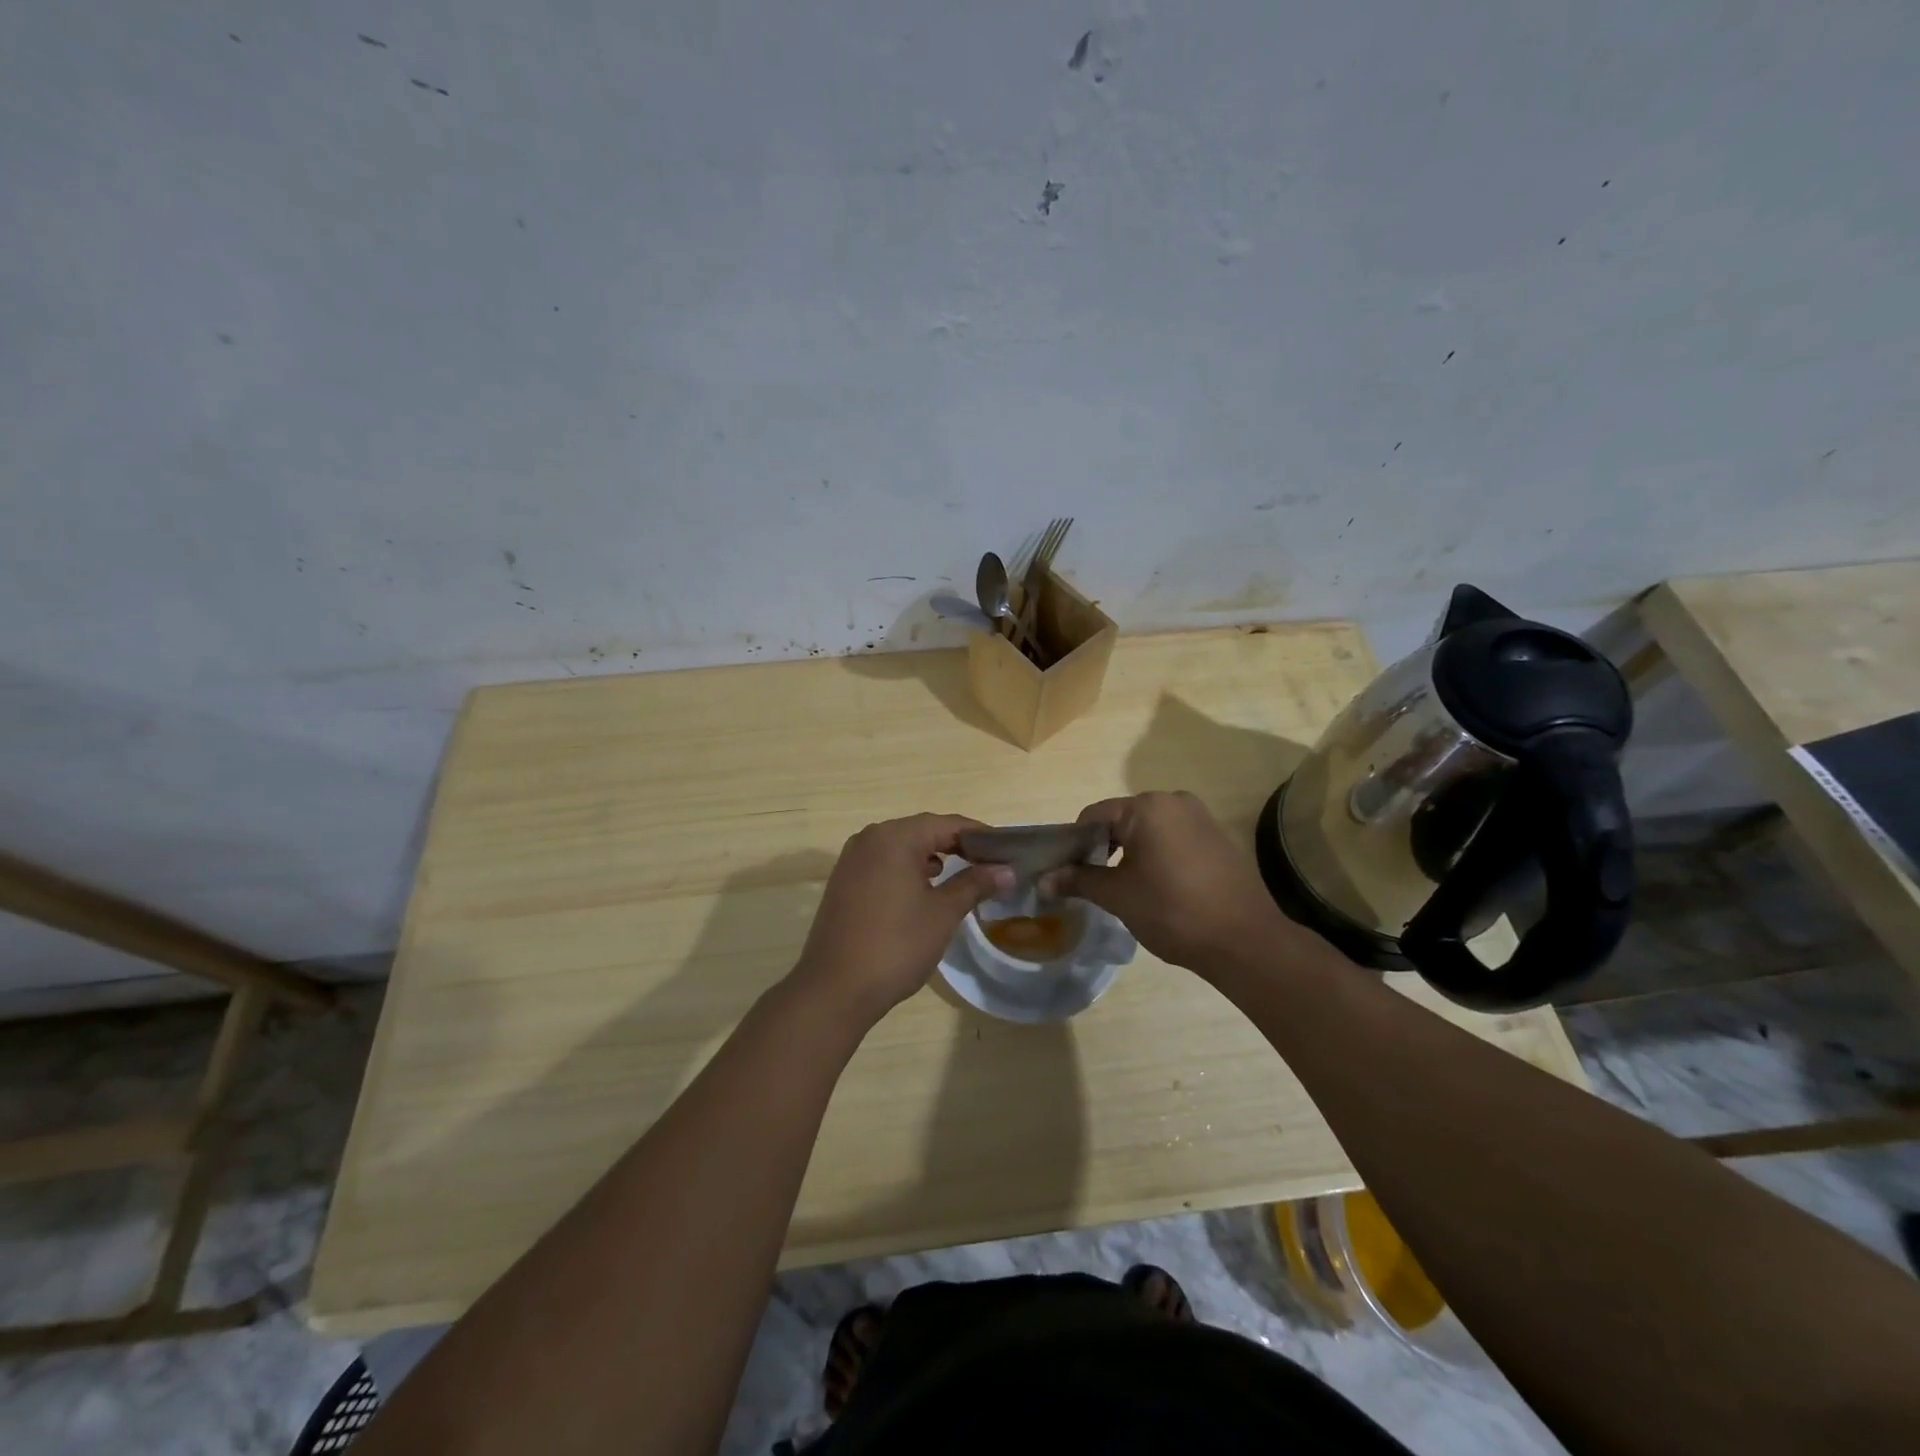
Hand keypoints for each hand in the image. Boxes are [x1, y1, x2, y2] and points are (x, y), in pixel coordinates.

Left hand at [791, 814, 1012, 1024]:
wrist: (835, 989)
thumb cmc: (896, 945)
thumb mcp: (943, 913)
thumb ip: (975, 884)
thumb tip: (1007, 871)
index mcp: (894, 837)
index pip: (947, 824)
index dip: (980, 835)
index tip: (1007, 851)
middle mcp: (870, 838)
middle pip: (923, 831)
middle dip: (957, 845)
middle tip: (990, 864)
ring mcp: (852, 860)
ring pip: (902, 847)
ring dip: (933, 857)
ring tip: (963, 876)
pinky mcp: (844, 882)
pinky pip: (884, 863)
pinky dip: (909, 870)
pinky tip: (925, 890)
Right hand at [1043, 791, 1295, 974]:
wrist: (1245, 940)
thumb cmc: (1173, 911)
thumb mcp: (1118, 896)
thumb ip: (1079, 880)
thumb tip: (1043, 879)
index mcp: (1147, 807)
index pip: (1093, 816)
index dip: (1073, 844)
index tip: (1065, 873)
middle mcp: (1174, 800)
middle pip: (1120, 819)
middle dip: (1101, 847)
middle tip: (1090, 883)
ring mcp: (1200, 817)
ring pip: (1147, 829)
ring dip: (1128, 852)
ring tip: (1121, 888)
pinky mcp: (1216, 837)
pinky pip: (1172, 838)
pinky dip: (1155, 855)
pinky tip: (1155, 886)